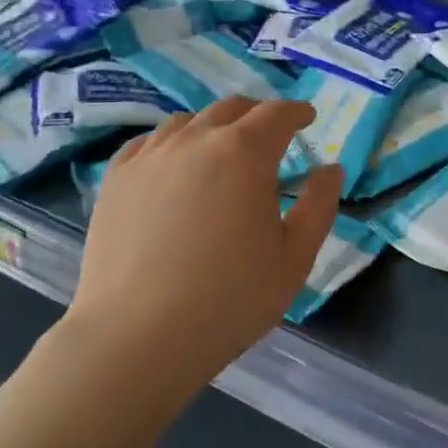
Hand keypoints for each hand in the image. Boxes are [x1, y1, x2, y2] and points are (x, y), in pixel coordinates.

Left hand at [69, 98, 343, 386]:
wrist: (137, 338)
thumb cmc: (229, 301)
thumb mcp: (294, 258)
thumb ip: (319, 206)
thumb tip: (331, 169)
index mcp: (245, 154)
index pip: (276, 114)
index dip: (296, 112)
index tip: (307, 118)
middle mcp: (195, 140)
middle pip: (231, 109)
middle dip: (257, 116)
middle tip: (270, 138)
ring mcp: (150, 157)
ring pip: (188, 121)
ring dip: (214, 128)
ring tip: (221, 153)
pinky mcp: (116, 179)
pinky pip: (149, 143)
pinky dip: (173, 144)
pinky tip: (175, 167)